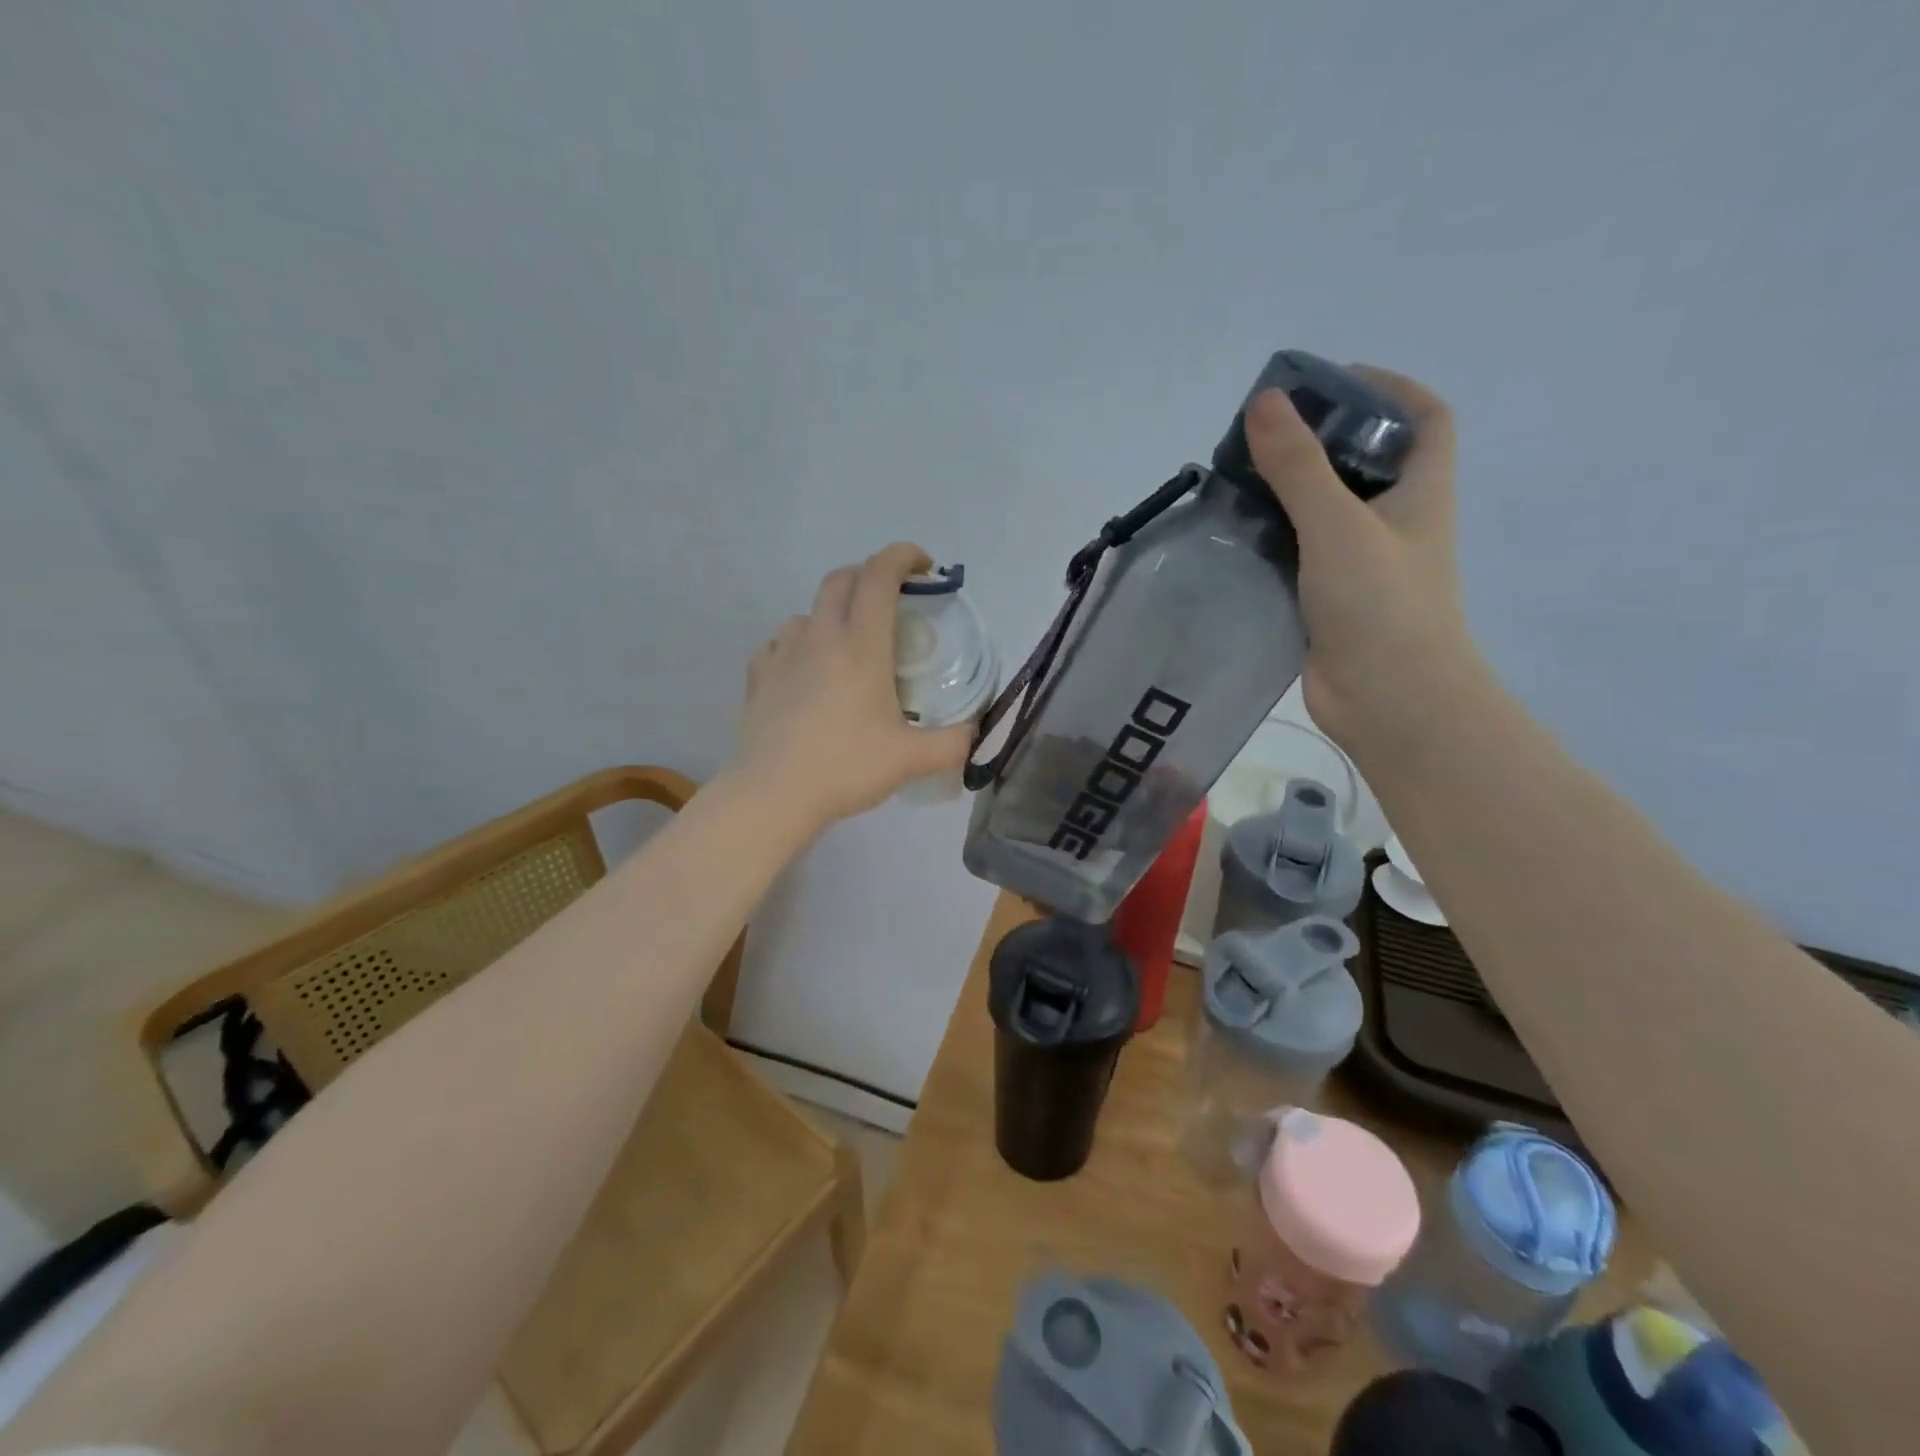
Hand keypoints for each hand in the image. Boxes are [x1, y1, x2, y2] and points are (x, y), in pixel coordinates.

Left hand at [732, 543, 973, 829]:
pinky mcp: (758, 675)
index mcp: (861, 645)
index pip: (880, 575)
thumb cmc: (846, 767)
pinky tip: (807, 671)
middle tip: (892, 601)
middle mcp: (820, 636)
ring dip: (833, 613)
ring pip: (809, 611)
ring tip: (848, 646)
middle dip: (870, 575)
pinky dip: (801, 644)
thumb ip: (954, 742)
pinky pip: (781, 642)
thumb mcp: (912, 759)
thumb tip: (977, 732)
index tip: (925, 566)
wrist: (774, 794)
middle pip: (841, 579)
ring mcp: (783, 653)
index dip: (903, 556)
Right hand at [1245, 367, 1485, 756]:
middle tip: (1262, 435)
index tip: (1331, 383)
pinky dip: (1272, 541)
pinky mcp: (1328, 600)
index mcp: (1421, 491)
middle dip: (1319, 441)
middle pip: (1364, 462)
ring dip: (1287, 494)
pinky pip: (1298, 555)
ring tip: (1236, 481)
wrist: (1388, 700)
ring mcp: (1361, 564)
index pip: (1424, 417)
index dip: (1388, 388)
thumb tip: (1264, 402)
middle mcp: (1395, 522)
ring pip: (1324, 512)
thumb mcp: (1338, 523)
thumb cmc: (1380, 604)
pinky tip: (1233, 538)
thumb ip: (1299, 465)